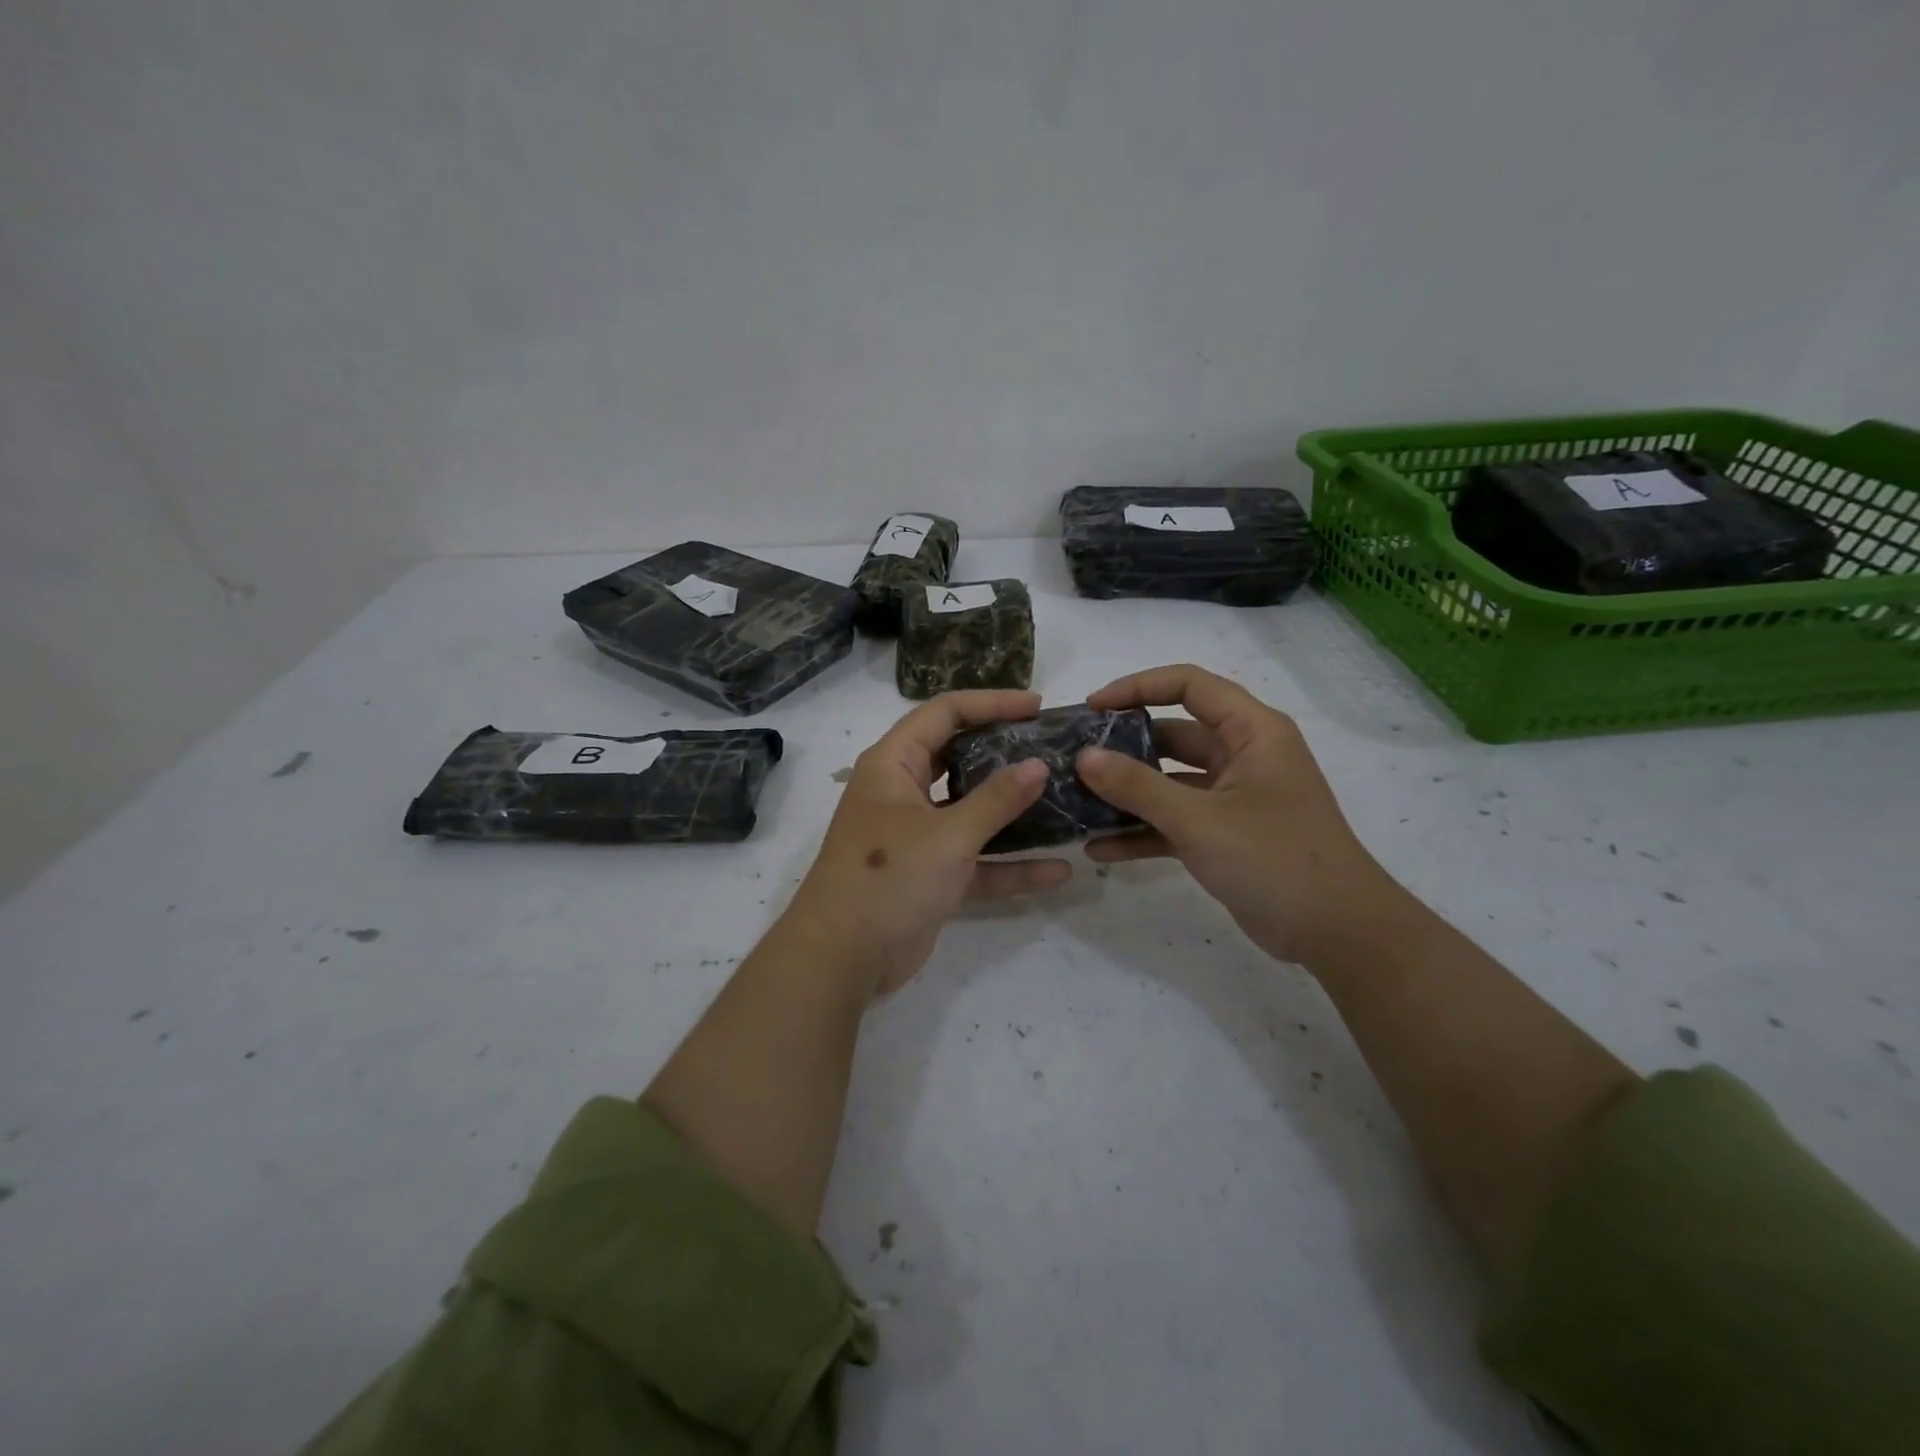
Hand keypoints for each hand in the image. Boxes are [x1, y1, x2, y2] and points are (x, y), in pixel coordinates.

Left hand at [789, 689, 1071, 996]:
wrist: (841, 959)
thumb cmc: (888, 878)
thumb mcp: (947, 835)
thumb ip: (996, 800)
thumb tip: (1039, 765)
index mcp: (894, 765)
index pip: (944, 714)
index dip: (990, 703)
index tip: (1037, 706)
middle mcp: (904, 793)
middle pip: (960, 758)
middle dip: (1005, 753)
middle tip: (1052, 748)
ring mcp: (918, 836)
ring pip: (972, 811)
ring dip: (1013, 811)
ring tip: (1064, 798)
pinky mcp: (931, 876)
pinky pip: (977, 861)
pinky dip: (1010, 865)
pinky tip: (1057, 870)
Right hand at [1075, 665, 1396, 966]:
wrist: (1338, 933)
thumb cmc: (1275, 858)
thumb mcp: (1199, 819)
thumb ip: (1137, 786)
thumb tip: (1083, 757)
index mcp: (1252, 731)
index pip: (1189, 685)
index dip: (1138, 688)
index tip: (1093, 708)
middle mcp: (1243, 755)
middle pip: (1174, 734)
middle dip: (1124, 746)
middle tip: (1074, 758)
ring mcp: (1234, 797)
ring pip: (1170, 781)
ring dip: (1128, 793)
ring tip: (1076, 802)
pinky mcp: (1226, 835)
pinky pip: (1175, 821)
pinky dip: (1143, 831)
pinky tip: (1100, 849)